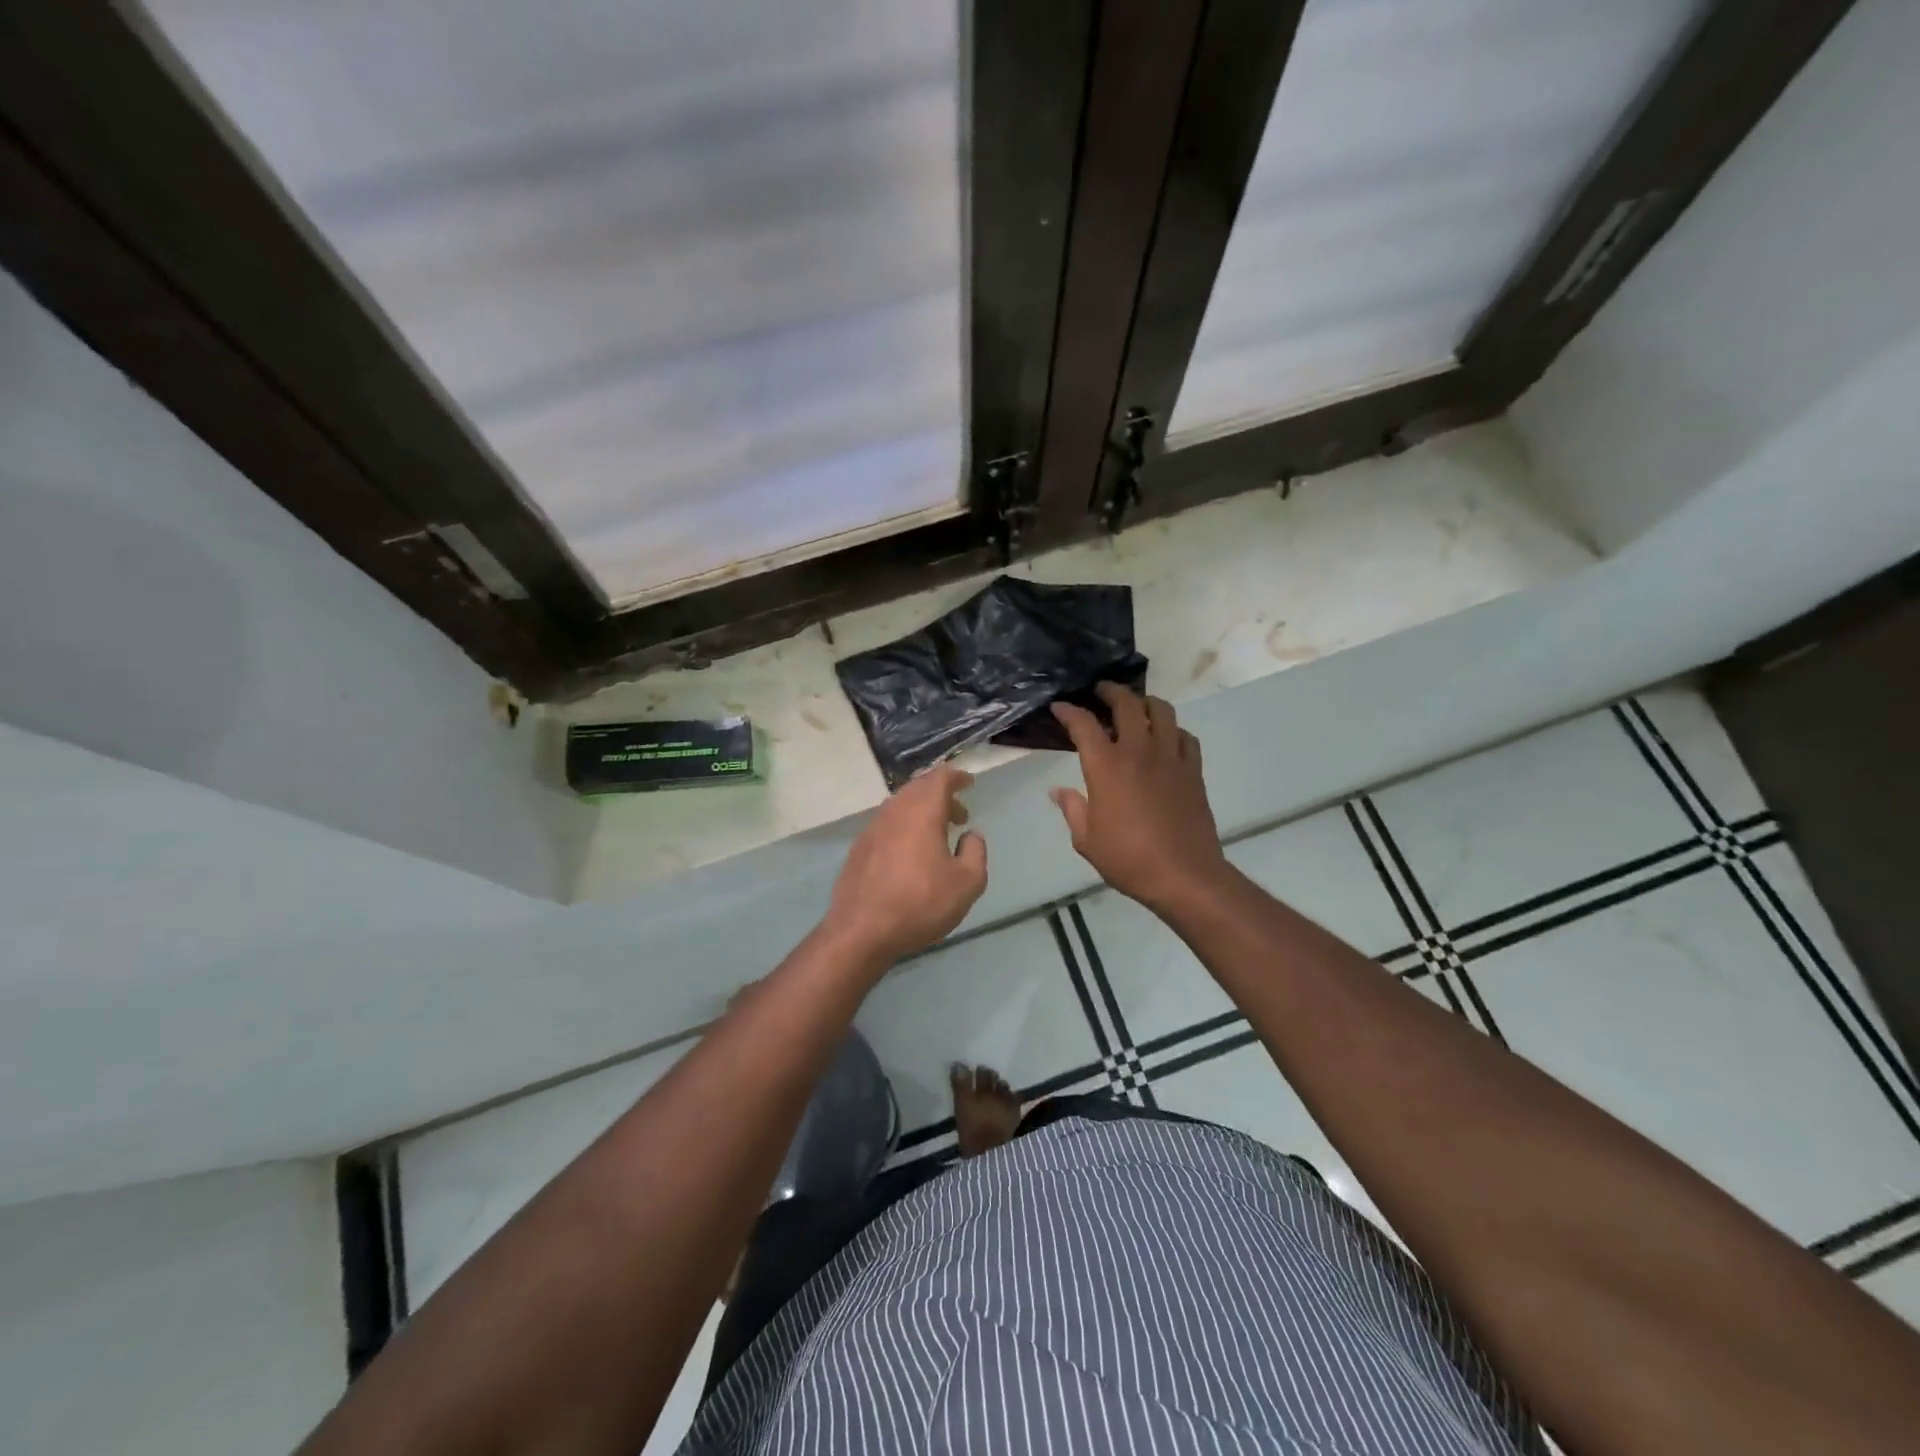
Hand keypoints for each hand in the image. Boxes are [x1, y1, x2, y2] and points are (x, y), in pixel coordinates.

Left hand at [823, 765, 987, 969]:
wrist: (861, 931)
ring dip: (921, 811)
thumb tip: (970, 835)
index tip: (969, 783)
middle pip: (918, 788)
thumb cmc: (920, 903)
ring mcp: (872, 828)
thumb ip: (975, 852)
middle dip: (940, 794)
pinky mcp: (859, 848)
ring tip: (937, 835)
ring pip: (900, 805)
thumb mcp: (967, 883)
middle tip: (958, 814)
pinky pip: (887, 824)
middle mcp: (894, 811)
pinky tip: (910, 853)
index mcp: (922, 811)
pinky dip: (904, 826)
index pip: (940, 778)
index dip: (956, 777)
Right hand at [1051, 684, 1227, 913]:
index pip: (1083, 724)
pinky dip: (1172, 729)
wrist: (1184, 875)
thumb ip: (1072, 809)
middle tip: (1100, 691)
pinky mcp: (1193, 770)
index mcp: (1107, 766)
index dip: (1069, 711)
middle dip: (1110, 691)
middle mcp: (1139, 751)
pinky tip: (1166, 737)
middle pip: (1127, 704)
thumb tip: (1058, 791)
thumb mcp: (1086, 839)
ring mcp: (1170, 757)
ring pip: (1161, 711)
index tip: (1059, 707)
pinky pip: (1185, 736)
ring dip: (1145, 702)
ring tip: (1135, 706)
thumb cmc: (1128, 858)